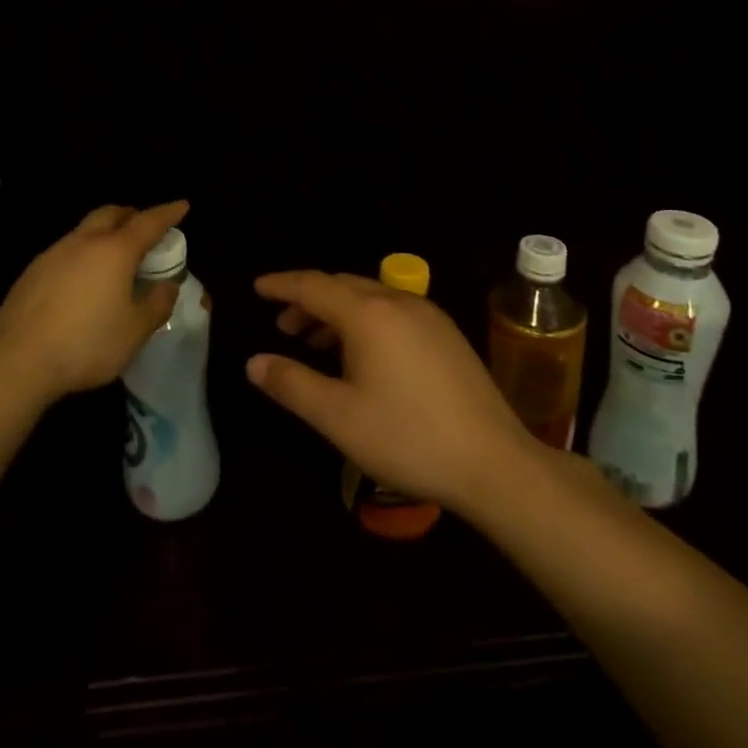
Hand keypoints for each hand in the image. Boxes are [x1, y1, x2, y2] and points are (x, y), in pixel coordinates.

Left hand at [0, 202, 188, 406]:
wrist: (17, 361)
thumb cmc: (87, 344)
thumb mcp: (135, 331)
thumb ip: (157, 304)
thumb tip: (167, 285)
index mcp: (115, 251)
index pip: (148, 222)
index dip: (168, 213)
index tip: (182, 206)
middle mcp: (83, 242)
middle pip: (111, 214)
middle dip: (131, 215)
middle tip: (145, 229)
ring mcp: (53, 254)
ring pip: (84, 230)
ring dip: (104, 234)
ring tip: (114, 259)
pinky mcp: (31, 272)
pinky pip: (65, 251)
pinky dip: (82, 254)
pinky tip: (82, 282)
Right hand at [248, 270, 531, 516]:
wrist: (493, 463)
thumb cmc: (407, 437)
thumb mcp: (337, 416)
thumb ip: (291, 384)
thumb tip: (254, 362)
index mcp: (368, 314)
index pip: (313, 285)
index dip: (282, 285)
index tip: (258, 288)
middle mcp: (399, 302)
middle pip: (342, 286)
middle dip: (308, 300)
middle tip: (283, 325)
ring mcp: (428, 316)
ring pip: (370, 298)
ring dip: (337, 311)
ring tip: (315, 341)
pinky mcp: (447, 334)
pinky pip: (394, 311)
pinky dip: (365, 320)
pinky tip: (362, 354)